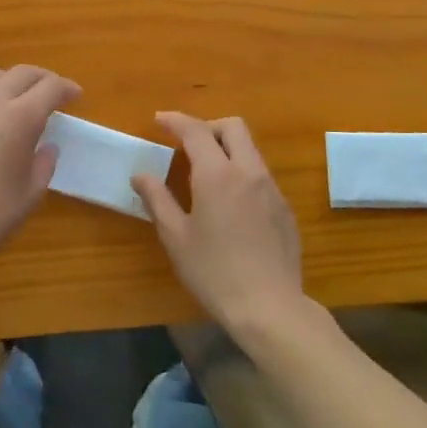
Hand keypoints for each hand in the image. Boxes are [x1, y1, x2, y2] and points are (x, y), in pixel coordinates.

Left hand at [0, 64, 79, 275]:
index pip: (50, 88)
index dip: (66, 88)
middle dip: (42, 78)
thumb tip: (47, 147)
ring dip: (10, 80)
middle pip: (21, 73)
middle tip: (52, 94)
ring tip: (16, 100)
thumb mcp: (30, 194)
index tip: (75, 95)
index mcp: (19, 119)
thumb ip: (44, 164)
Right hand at [132, 112, 306, 339]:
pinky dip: (241, 173)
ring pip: (250, 149)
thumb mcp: (176, 237)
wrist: (269, 306)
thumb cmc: (214, 272)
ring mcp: (272, 188)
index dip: (176, 120)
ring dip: (227, 148)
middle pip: (233, 127)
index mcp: (218, 174)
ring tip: (206, 173)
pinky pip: (261, 175)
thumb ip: (157, 199)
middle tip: (186, 143)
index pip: (196, 131)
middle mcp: (248, 171)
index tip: (159, 120)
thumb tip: (141, 174)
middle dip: (207, 126)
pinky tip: (230, 204)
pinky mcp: (285, 208)